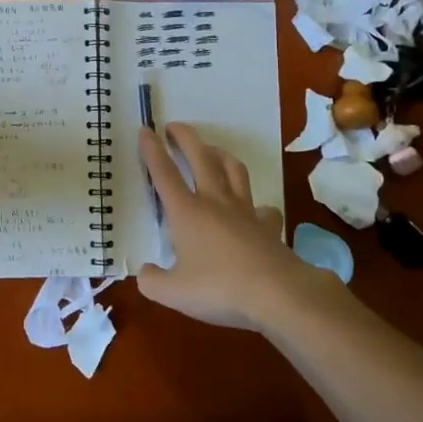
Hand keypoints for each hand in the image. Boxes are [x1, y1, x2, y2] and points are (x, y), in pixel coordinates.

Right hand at [136, 123, 336, 331]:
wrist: (277, 294)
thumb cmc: (218, 289)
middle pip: (201, 158)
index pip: (164, 173)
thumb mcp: (173, 292)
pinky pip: (262, 207)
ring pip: (233, 170)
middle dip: (186, 138)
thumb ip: (152, 281)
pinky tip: (254, 210)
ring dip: (220, 154)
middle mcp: (215, 202)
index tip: (146, 129)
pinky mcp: (269, 226)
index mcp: (186, 212)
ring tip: (212, 150)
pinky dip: (256, 204)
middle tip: (175, 126)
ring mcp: (245, 211)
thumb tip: (145, 272)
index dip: (152, 150)